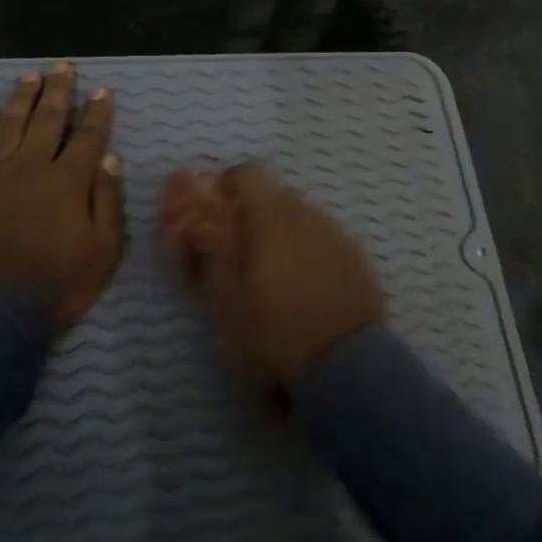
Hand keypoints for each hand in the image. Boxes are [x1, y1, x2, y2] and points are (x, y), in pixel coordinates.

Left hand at [0, 63, 123, 331]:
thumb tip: (108, 158)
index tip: (102, 91)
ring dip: (22, 98)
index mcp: (69, 181)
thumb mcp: (103, 251)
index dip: (97, 112)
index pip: (88, 136)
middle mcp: (31, 167)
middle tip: (64, 68)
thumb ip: (106, 201)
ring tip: (30, 77)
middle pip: (48, 120)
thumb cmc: (58, 285)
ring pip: (10, 125)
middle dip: (59, 92)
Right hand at [160, 163, 383, 400]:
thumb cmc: (275, 332)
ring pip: (299, 218)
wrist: (348, 368)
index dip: (223, 190)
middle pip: (273, 195)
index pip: (245, 173)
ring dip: (278, 235)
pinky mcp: (358, 259)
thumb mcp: (225, 300)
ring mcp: (338, 235)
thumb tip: (183, 226)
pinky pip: (322, 241)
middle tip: (234, 256)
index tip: (211, 221)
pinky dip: (305, 253)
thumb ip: (203, 255)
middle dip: (249, 216)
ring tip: (269, 279)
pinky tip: (301, 290)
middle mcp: (309, 214)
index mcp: (273, 216)